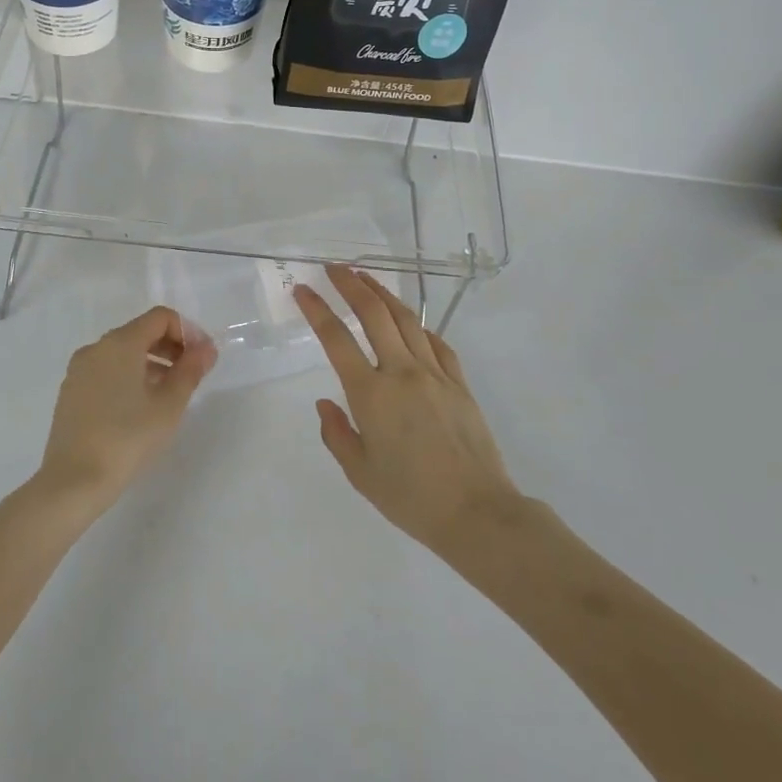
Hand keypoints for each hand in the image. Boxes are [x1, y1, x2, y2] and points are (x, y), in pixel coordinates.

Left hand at [33, 305, 215, 518]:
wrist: (73, 481)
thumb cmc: (127, 438)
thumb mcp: (169, 405)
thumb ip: (190, 370)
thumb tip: (206, 348)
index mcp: (120, 343)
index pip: (160, 318)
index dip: (187, 332)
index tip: (202, 359)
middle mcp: (96, 347)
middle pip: (140, 332)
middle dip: (170, 347)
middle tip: (191, 375)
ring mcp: (79, 369)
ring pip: (122, 353)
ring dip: (151, 363)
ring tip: (168, 395)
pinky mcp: (70, 391)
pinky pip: (106, 370)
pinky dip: (128, 376)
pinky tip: (138, 408)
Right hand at [297, 266, 522, 553]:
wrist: (477, 513)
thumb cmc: (411, 499)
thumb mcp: (360, 474)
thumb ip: (337, 434)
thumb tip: (325, 404)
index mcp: (371, 394)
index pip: (337, 338)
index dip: (317, 309)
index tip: (303, 289)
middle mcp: (402, 372)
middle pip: (374, 313)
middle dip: (351, 284)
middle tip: (334, 267)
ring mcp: (434, 373)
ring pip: (406, 319)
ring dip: (383, 293)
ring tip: (366, 277)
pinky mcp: (459, 382)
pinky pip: (436, 342)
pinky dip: (418, 325)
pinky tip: (409, 322)